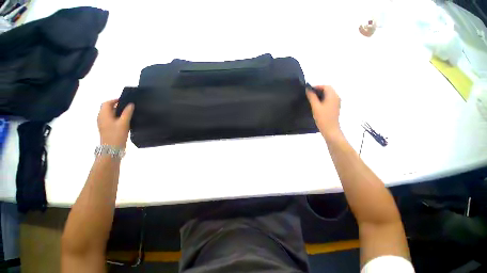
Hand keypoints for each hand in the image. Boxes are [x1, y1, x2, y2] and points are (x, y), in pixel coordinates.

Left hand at [97, 99, 133, 147]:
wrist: (112, 149)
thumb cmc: (117, 134)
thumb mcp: (124, 123)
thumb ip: (127, 113)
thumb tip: (131, 104)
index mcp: (103, 114)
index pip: (107, 103)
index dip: (115, 100)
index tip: (125, 101)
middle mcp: (101, 118)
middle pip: (108, 108)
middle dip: (117, 106)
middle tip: (129, 108)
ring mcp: (103, 124)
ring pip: (110, 114)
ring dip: (118, 112)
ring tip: (129, 114)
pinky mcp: (106, 128)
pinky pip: (111, 120)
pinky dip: (117, 118)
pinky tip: (125, 121)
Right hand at [306, 85, 341, 137]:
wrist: (330, 130)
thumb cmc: (323, 118)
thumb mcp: (315, 107)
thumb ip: (312, 97)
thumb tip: (308, 89)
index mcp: (333, 96)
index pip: (326, 86)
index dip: (317, 87)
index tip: (308, 90)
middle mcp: (336, 97)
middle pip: (328, 90)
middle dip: (318, 90)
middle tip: (309, 94)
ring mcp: (336, 103)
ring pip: (328, 95)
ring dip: (320, 95)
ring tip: (311, 99)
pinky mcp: (335, 107)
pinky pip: (329, 99)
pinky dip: (323, 99)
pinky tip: (316, 104)